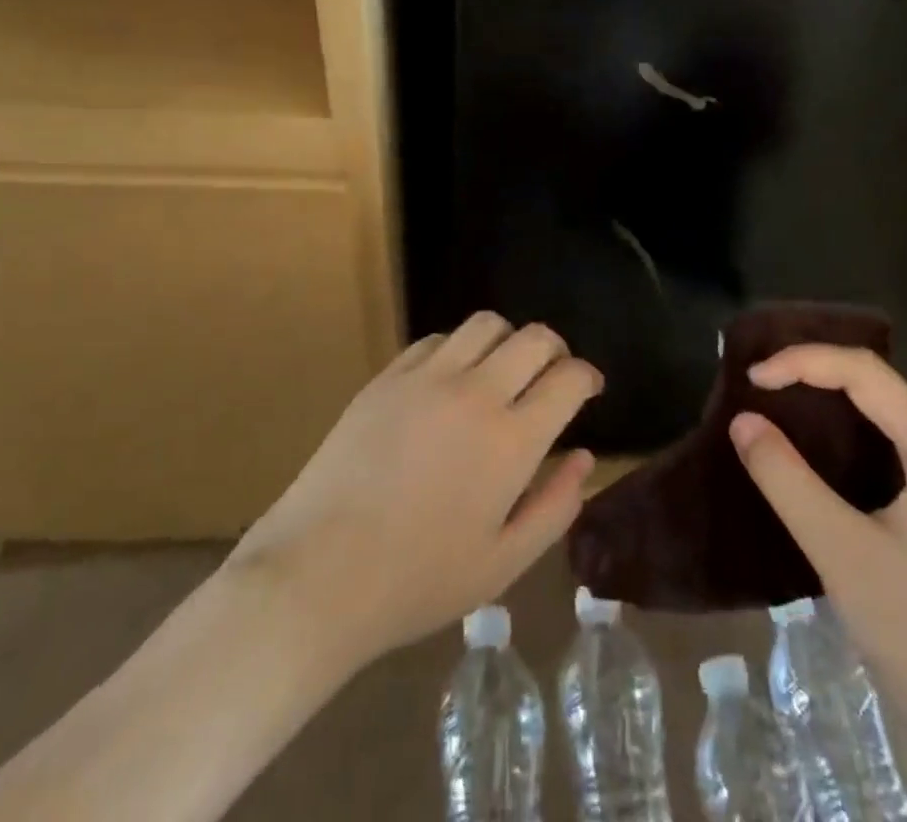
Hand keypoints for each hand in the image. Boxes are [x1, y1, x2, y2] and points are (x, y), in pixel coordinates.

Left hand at [227, 312, 600, 668]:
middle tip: (553, 375)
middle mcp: (476, 393)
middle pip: (535, 338)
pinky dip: (458, 349)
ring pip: (486, 325)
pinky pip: (437, 339)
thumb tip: (584, 457)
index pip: (568, 379)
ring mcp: (427, 377)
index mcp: (511, 440)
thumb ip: (555, 507)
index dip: (587, 377)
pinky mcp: (388, 377)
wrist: (318, 574)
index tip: (588, 389)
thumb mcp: (503, 563)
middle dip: (556, 350)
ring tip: (503, 372)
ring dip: (508, 341)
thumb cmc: (418, 580)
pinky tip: (451, 382)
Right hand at [731, 345, 906, 821]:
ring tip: (771, 397)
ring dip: (824, 396)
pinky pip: (882, 439)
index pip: (864, 372)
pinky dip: (839, 429)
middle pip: (874, 381)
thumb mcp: (841, 553)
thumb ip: (786, 480)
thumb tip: (742, 421)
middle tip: (756, 381)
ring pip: (878, 408)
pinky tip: (808, 442)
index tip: (751, 381)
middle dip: (811, 370)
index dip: (803, 362)